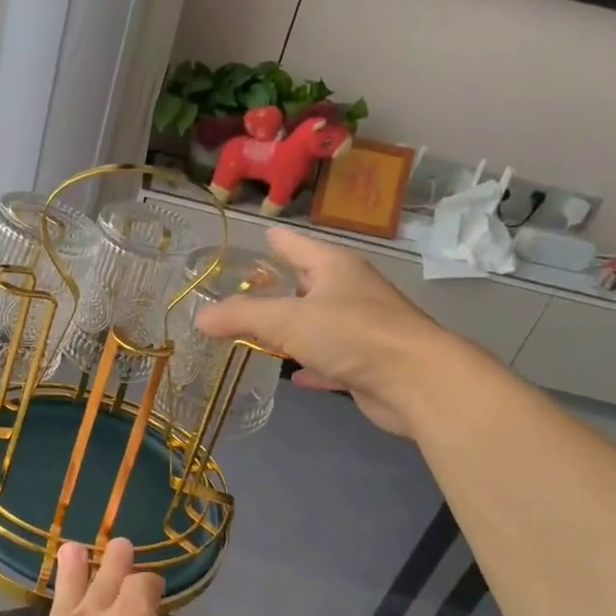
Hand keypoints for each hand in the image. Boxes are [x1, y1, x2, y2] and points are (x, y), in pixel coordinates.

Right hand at [194, 225, 460, 435]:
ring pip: (317, 323)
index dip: (276, 240)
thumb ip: (242, 316)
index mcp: (334, 268)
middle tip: (244, 292)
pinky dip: (309, 365)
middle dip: (279, 287)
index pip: (298, 245)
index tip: (261, 234)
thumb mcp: (287, 320)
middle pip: (307, 284)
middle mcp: (350, 292)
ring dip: (292, 329)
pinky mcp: (365, 363)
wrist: (415, 381)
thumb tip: (200, 316)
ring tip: (259, 333)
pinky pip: (328, 360)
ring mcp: (361, 328)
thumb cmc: (352, 334)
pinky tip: (293, 375)